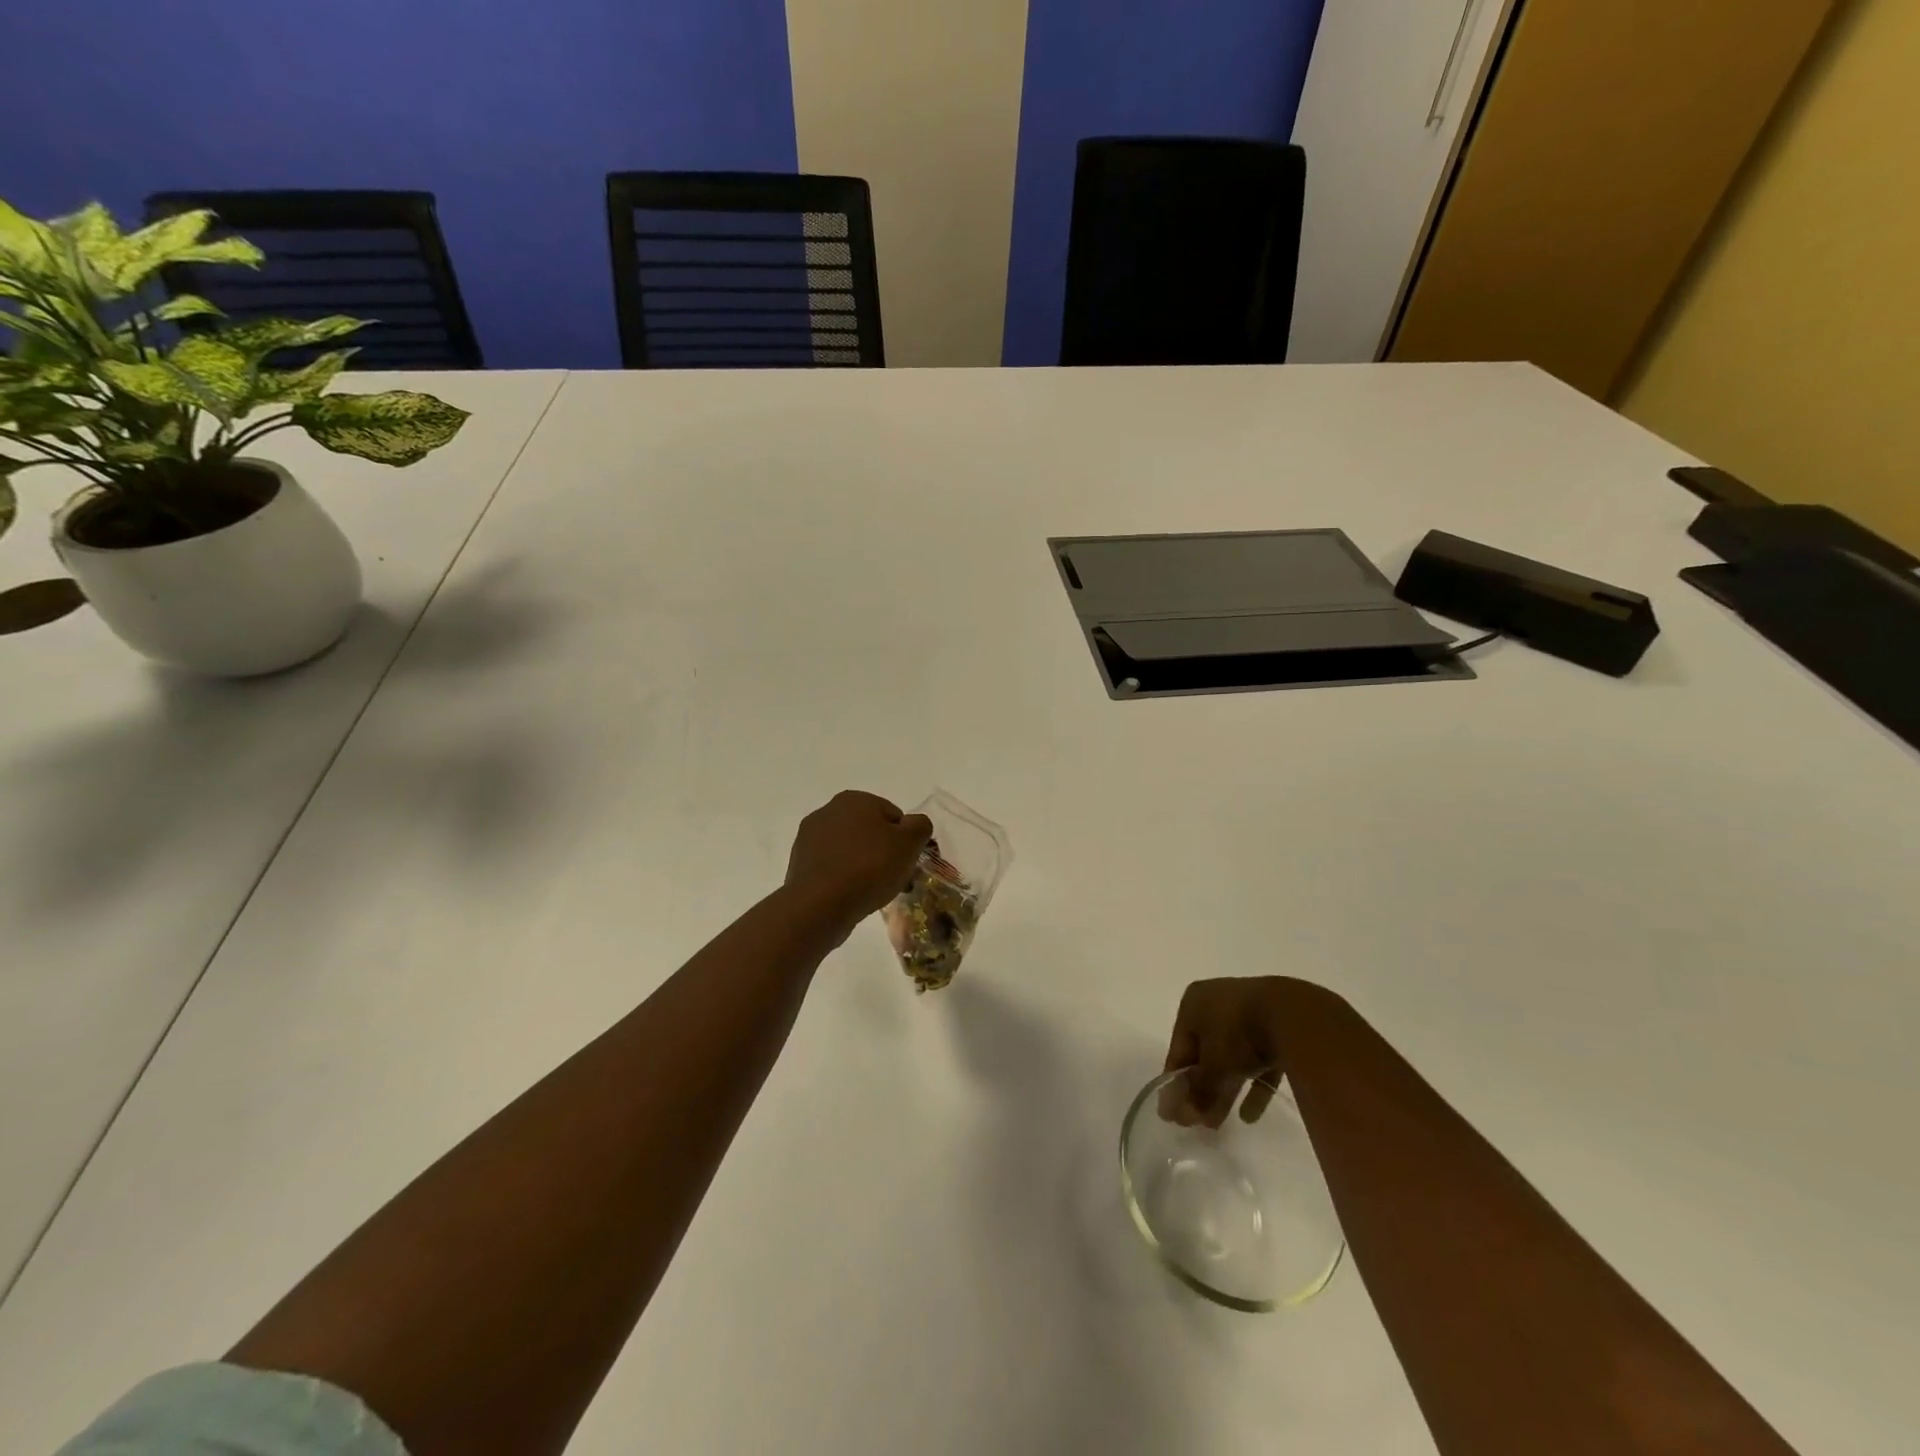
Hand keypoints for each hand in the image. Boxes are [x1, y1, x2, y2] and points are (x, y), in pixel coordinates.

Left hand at [784, 791, 932, 936]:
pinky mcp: (799, 863)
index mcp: (855, 799)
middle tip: (894, 879)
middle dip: (884, 852)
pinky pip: (832, 867)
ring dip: (863, 865)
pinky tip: (850, 895)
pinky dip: (843, 877)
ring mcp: (809, 837)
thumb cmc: (869, 867)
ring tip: (873, 892)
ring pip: (850, 850)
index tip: (907, 864)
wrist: (820, 904)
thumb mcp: (910, 843)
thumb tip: (915, 825)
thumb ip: (920, 826)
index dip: (905, 841)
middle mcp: (828, 810)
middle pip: (869, 831)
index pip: (893, 816)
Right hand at [1160, 977, 1321, 1127]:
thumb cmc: (1237, 1033)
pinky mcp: (1277, 1027)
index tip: (1173, 1113)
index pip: (1178, 1048)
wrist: (1294, 1016)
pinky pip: (1259, 1059)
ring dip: (1225, 1089)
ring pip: (1231, 1057)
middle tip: (1198, 1122)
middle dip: (1202, 1089)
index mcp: (1193, 1003)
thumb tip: (1179, 1115)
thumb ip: (1196, 1091)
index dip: (1175, 1082)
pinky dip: (1253, 1084)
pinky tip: (1251, 1116)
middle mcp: (1217, 1003)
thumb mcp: (1211, 1066)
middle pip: (1205, 1052)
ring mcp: (1249, 1013)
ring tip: (1220, 1123)